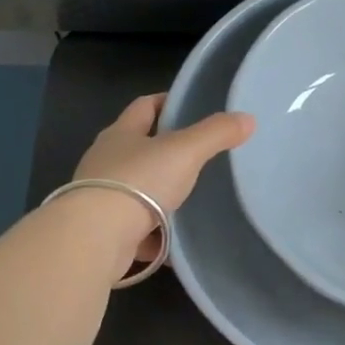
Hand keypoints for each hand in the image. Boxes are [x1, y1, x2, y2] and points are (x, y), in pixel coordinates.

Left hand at [72, 94, 254, 265]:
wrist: (97, 237)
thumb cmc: (139, 182)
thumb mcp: (185, 151)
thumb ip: (216, 134)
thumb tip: (248, 119)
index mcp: (120, 134)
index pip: (144, 106)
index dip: (166, 102)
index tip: (188, 106)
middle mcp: (105, 162)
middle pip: (137, 149)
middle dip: (163, 152)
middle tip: (197, 156)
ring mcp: (101, 198)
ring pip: (136, 191)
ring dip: (158, 196)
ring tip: (189, 200)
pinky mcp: (103, 231)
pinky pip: (135, 229)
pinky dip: (153, 235)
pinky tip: (174, 242)